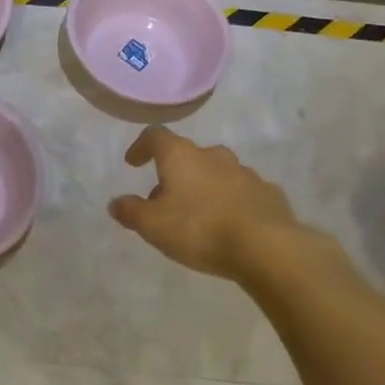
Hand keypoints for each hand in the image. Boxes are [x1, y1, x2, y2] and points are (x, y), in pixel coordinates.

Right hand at [108, 127, 324, 284]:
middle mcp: (213, 156)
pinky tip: (231, 224)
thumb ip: (131, 212)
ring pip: (217, 172)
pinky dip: (232, 201)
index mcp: (181, 156)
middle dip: (173, 173)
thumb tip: (115, 203)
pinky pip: (243, 192)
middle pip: (187, 155)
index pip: (155, 136)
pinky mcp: (269, 194)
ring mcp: (245, 173)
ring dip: (203, 186)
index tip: (133, 163)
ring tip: (197, 214)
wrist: (267, 247)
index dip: (141, 147)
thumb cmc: (200, 229)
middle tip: (164, 199)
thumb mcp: (153, 226)